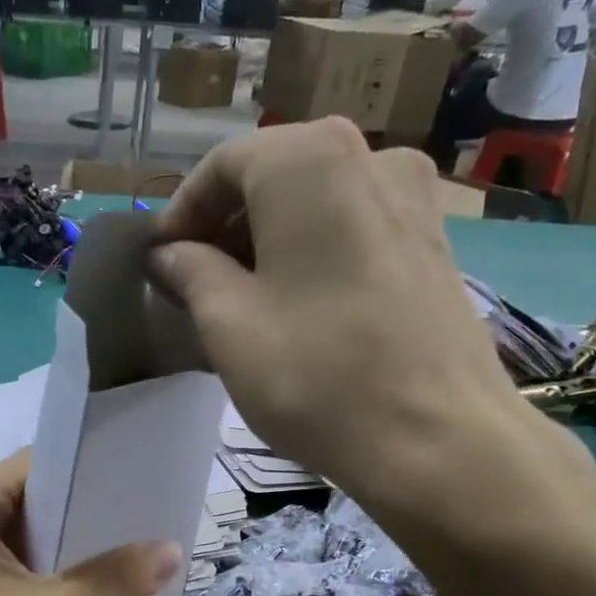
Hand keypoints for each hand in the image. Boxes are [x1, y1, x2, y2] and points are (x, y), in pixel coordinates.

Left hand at [0, 452, 181, 595]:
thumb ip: (115, 578)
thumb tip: (175, 549)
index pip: (35, 466)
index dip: (87, 468)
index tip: (136, 477)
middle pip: (33, 501)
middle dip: (86, 510)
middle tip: (144, 514)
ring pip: (28, 538)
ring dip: (73, 546)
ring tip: (132, 544)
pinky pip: (19, 568)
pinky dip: (54, 573)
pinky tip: (97, 583)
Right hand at [149, 120, 534, 535]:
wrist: (438, 439)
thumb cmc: (315, 373)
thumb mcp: (227, 323)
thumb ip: (190, 272)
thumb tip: (169, 253)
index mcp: (309, 161)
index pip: (224, 165)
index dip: (181, 212)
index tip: (158, 261)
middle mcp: (370, 156)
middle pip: (274, 175)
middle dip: (224, 225)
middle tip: (192, 281)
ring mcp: (414, 198)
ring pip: (316, 201)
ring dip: (268, 239)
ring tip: (240, 296)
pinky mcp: (435, 242)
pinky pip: (354, 227)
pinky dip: (312, 251)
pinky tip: (296, 303)